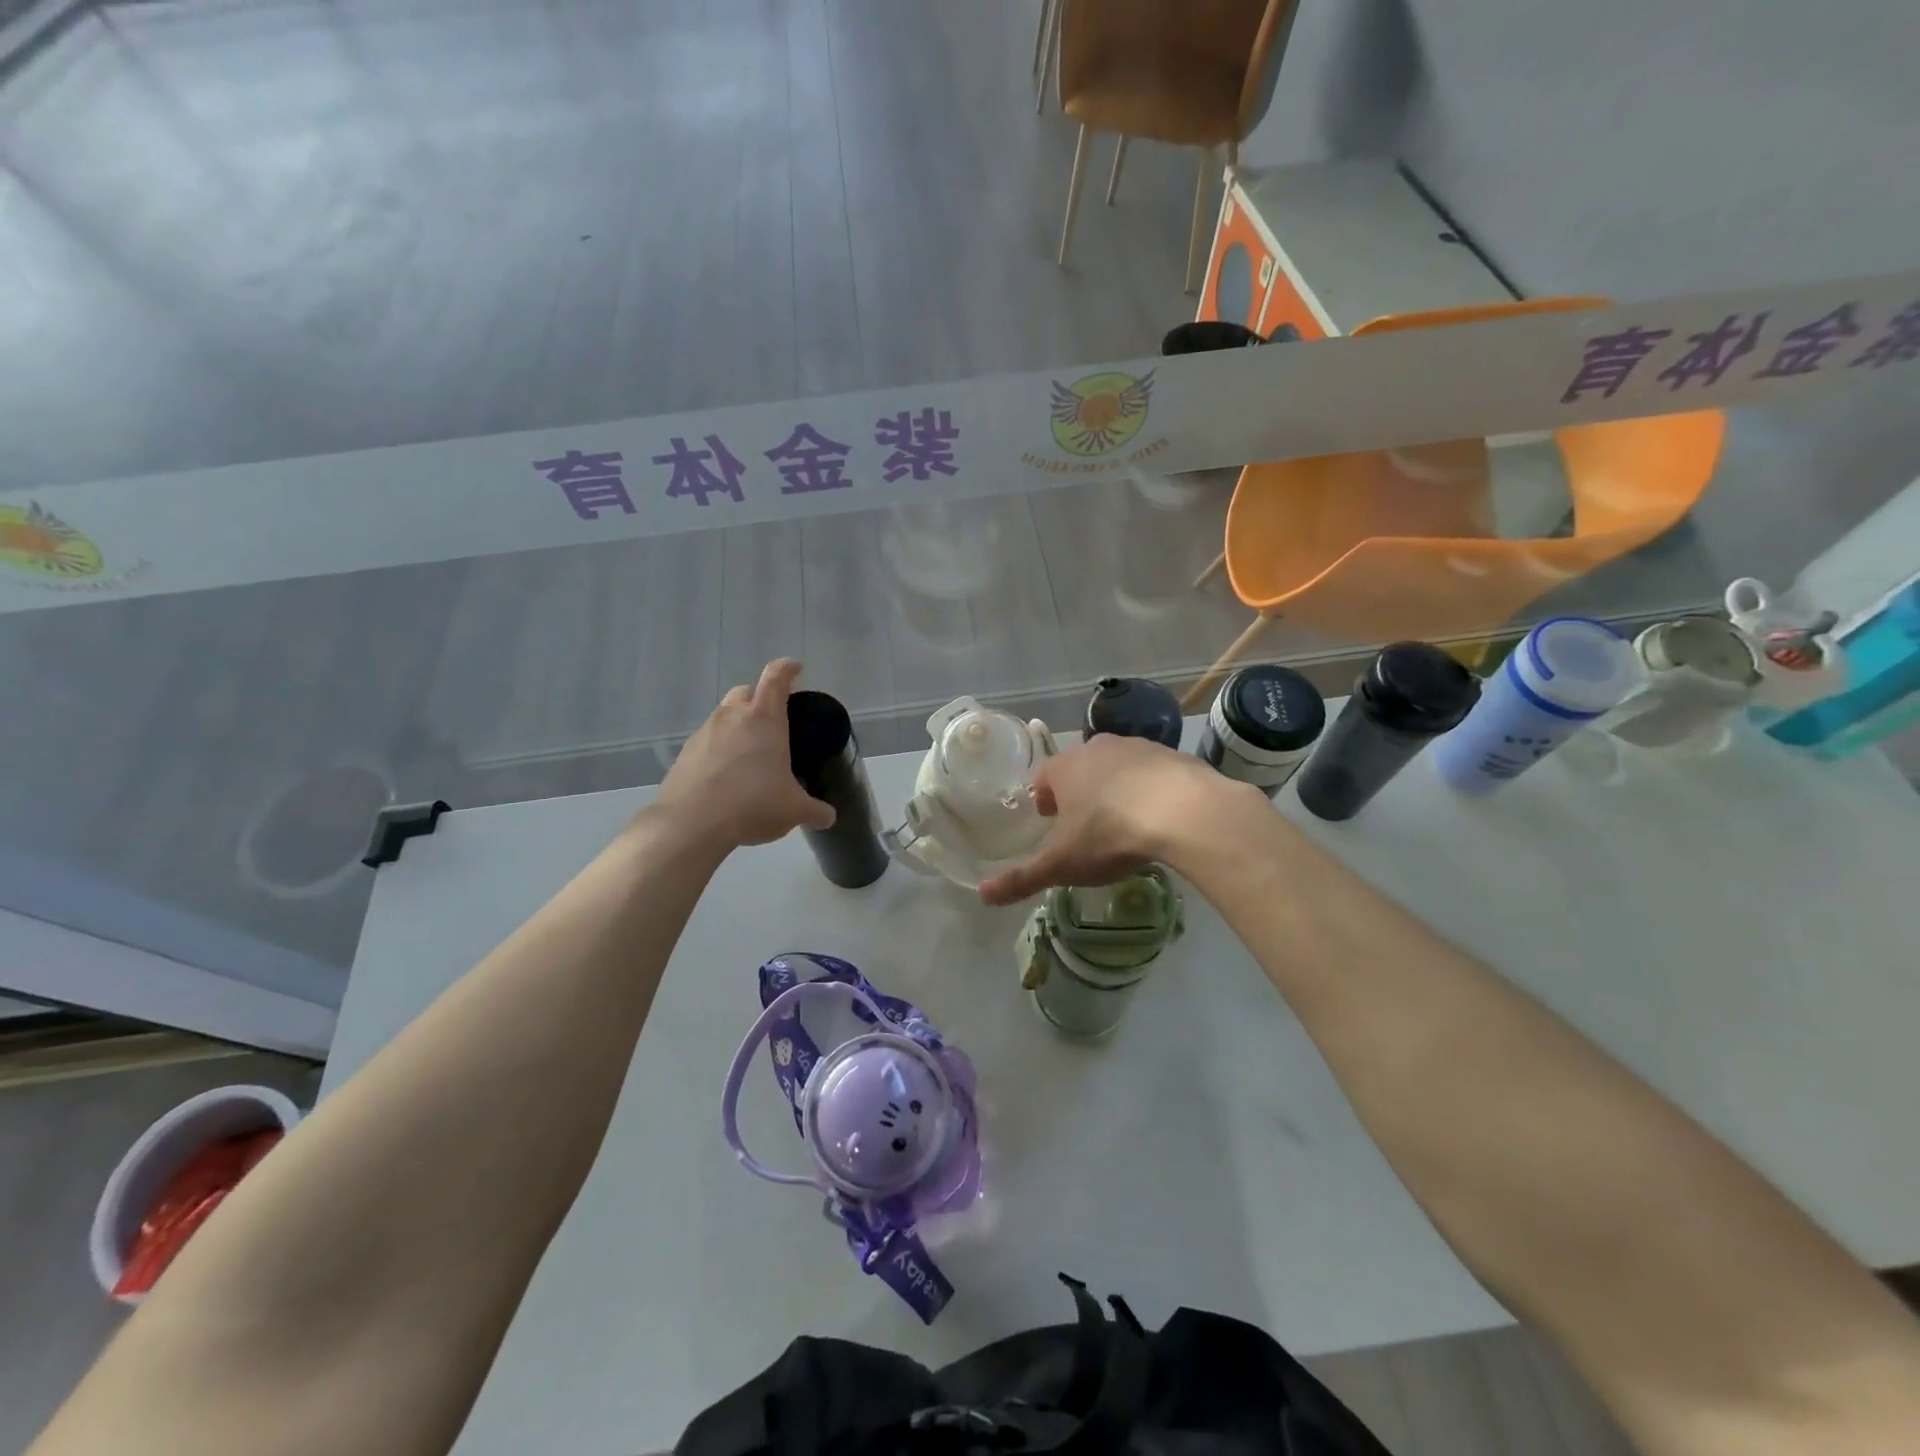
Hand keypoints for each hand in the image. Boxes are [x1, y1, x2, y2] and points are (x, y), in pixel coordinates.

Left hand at [651, 660, 835, 851]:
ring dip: (737, 727)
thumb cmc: (752, 804)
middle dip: (759, 699)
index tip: (796, 668)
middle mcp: (732, 716)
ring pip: (723, 717)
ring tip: (750, 756)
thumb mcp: (793, 810)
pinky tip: (727, 777)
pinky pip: (707, 742)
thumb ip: (814, 810)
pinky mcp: (685, 753)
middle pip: (745, 692)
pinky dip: (719, 751)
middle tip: (773, 720)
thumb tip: (828, 817)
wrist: (691, 823)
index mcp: (764, 718)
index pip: (776, 677)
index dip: (788, 668)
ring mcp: (704, 733)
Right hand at [978, 735, 1263, 904]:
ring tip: (1122, 819)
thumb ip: (1022, 878)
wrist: (1182, 811)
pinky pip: (1152, 772)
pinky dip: (1150, 789)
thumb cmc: (1109, 834)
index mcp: (1064, 768)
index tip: (1048, 818)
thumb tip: (982, 895)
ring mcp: (1137, 747)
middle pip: (1079, 768)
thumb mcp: (1061, 864)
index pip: (1042, 777)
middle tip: (1083, 822)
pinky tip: (1159, 815)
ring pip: (1116, 767)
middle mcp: (1096, 748)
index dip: (1043, 798)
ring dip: (1114, 787)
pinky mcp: (1172, 755)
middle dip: (1078, 791)